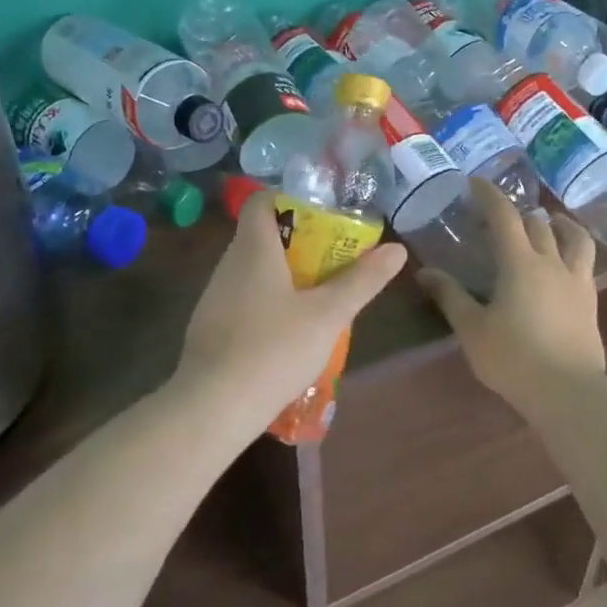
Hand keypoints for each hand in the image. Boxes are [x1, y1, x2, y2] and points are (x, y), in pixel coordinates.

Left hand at [175, 190, 407, 433]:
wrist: (213, 407)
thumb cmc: (274, 349)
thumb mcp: (328, 315)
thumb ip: (362, 281)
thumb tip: (396, 249)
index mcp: (253, 248)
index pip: (262, 201)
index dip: (289, 198)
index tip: (321, 214)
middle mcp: (228, 264)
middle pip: (260, 235)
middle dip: (297, 241)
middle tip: (332, 258)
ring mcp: (214, 296)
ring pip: (251, 270)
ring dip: (282, 274)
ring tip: (316, 295)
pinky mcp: (209, 326)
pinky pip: (241, 299)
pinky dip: (265, 302)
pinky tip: (286, 332)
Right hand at [416, 178, 605, 405]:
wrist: (568, 391)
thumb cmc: (513, 358)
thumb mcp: (472, 328)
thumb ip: (450, 296)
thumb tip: (425, 272)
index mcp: (520, 263)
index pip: (505, 215)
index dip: (490, 194)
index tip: (475, 182)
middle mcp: (551, 262)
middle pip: (538, 223)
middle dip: (518, 212)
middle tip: (500, 216)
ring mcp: (576, 280)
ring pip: (573, 237)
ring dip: (558, 224)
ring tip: (548, 223)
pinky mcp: (590, 300)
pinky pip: (584, 262)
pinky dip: (573, 249)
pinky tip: (564, 261)